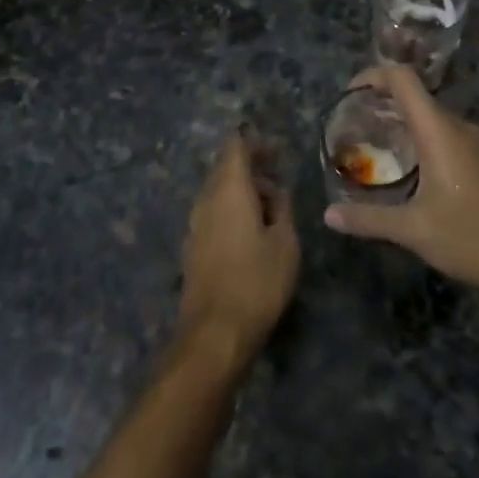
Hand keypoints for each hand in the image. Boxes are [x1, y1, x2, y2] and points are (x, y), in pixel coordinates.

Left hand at [178, 132, 299, 366]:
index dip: (256, 143)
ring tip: (271, 205)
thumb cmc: (257, 283)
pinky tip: (252, 228)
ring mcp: (195, 224)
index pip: (236, 147)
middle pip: (225, 168)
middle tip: (278, 175)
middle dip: (251, 166)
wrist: (214, 334)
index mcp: (229, 189)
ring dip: (242, 189)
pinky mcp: (193, 246)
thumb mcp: (285, 243)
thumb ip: (282, 208)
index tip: (278, 150)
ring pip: (218, 191)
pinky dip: (232, 209)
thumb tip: (276, 191)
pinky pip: (213, 212)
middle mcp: (206, 199)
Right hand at [324, 65, 478, 296]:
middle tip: (353, 124)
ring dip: (400, 120)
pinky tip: (405, 165)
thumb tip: (328, 215)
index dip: (374, 75)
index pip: (403, 79)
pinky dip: (418, 135)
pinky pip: (442, 132)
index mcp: (437, 131)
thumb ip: (367, 219)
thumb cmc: (468, 236)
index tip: (350, 94)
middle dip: (381, 101)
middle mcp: (456, 126)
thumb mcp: (412, 230)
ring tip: (372, 143)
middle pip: (414, 94)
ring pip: (429, 114)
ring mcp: (472, 141)